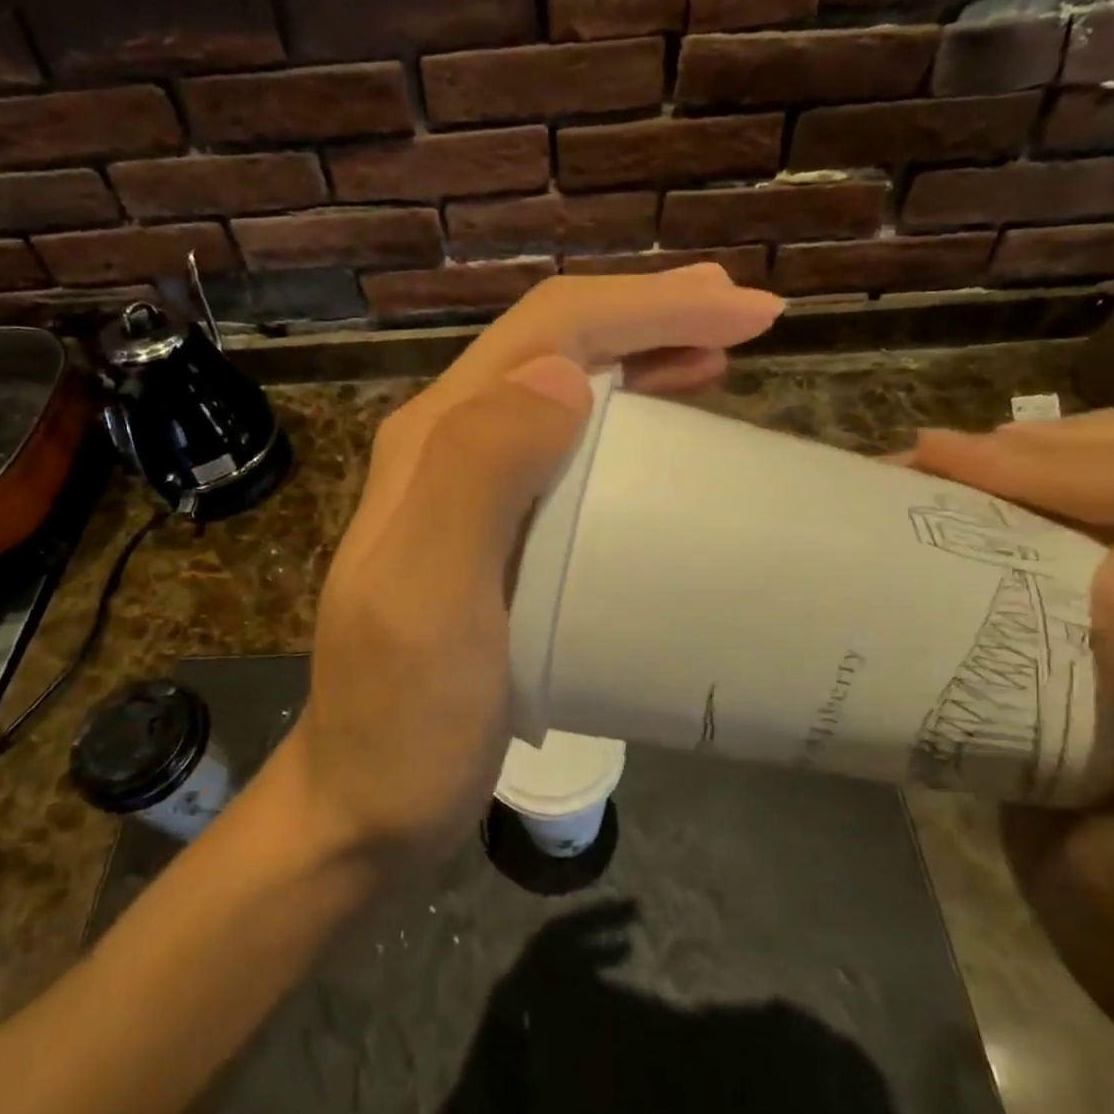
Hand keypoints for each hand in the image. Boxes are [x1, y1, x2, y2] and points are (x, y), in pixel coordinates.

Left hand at [283, 266, 782, 866]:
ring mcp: (466, 494)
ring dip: (640, 362)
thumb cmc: (404, 720)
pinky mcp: (492, 539)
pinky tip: (662, 442)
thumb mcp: (431, 601)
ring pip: (561, 393)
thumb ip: (477, 477)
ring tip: (717, 362)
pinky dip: (623, 427)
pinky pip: (565, 453)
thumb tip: (564, 377)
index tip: (747, 313)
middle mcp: (445, 448)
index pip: (547, 333)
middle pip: (554, 347)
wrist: (366, 806)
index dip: (647, 308)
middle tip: (744, 317)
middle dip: (651, 318)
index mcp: (434, 442)